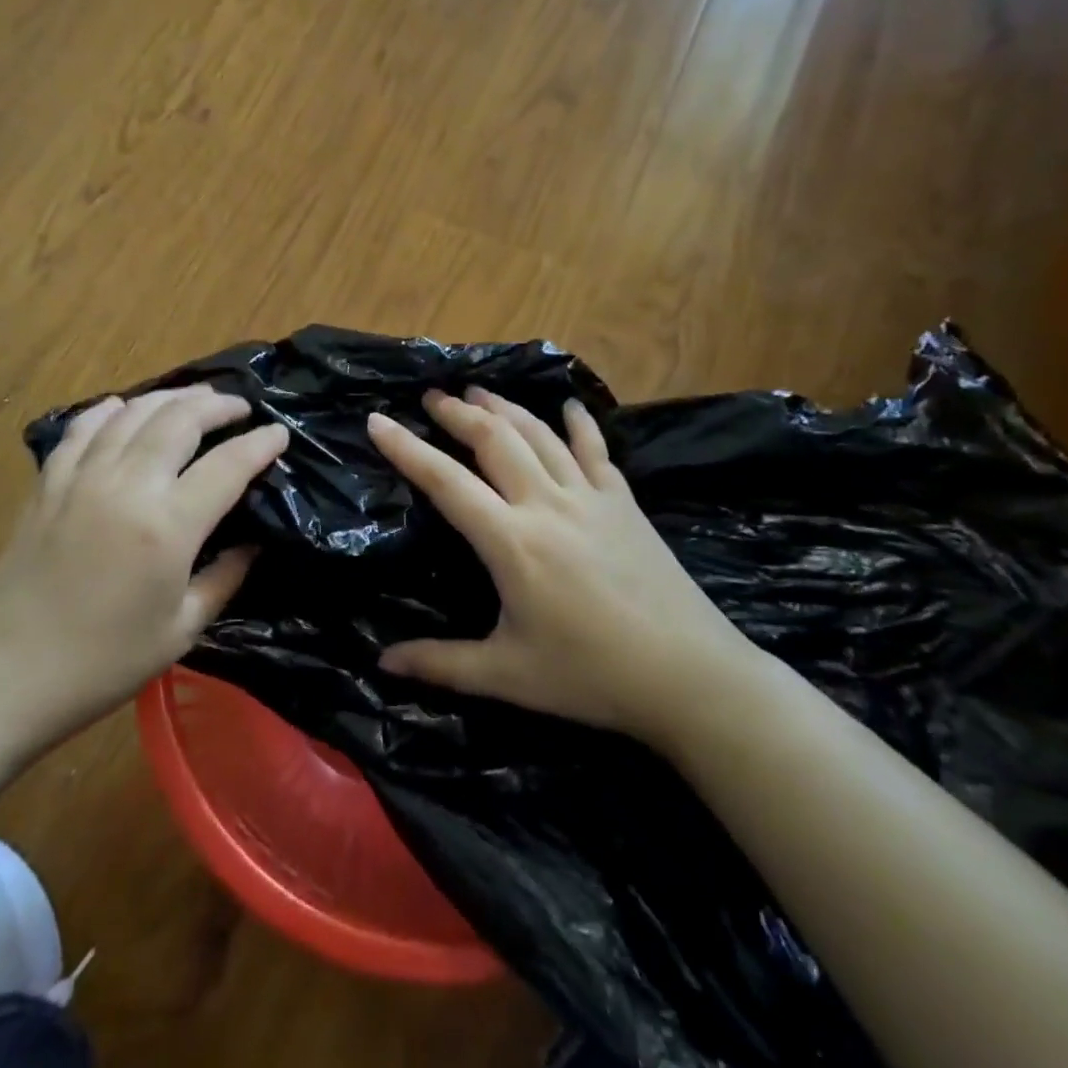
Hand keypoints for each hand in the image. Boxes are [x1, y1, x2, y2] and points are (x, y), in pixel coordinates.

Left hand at [0, 386, 288, 740]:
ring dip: (171, 397)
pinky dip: (111, 410)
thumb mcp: (182, 630)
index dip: (260, 444)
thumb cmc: (105, 662)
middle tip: (239, 408)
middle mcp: (127, 486)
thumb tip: (253, 543)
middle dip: (218, 406)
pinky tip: (125, 408)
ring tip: (195, 400)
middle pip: (180, 420)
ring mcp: (82, 478)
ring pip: (133, 412)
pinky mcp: (49, 483)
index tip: (279, 433)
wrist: (9, 674)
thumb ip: (225, 578)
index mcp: (168, 526)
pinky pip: (83, 428)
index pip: (228, 465)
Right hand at [367, 388, 764, 748]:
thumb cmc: (591, 675)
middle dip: (457, 412)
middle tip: (431, 397)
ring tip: (478, 391)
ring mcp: (591, 497)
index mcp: (511, 541)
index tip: (377, 420)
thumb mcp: (507, 676)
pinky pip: (597, 450)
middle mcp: (546, 504)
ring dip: (505, 408)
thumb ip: (441, 664)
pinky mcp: (625, 503)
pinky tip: (569, 405)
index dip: (406, 448)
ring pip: (539, 435)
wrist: (690, 675)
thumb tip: (382, 663)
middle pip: (493, 439)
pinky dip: (579, 423)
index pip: (446, 481)